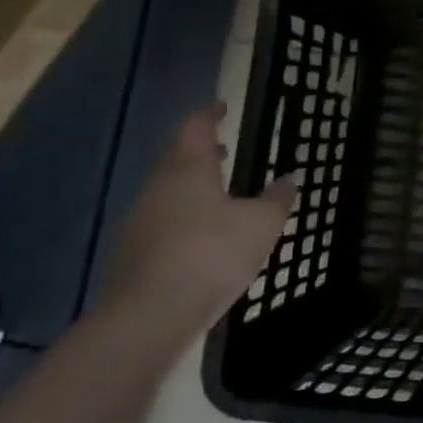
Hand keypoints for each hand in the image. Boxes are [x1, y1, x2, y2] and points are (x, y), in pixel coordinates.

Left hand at [105, 106, 297, 330]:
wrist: (150, 315)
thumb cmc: (212, 255)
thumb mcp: (261, 225)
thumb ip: (277, 199)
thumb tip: (289, 178)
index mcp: (189, 168)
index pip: (195, 127)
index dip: (209, 114)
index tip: (222, 107)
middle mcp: (159, 186)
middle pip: (177, 157)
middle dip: (201, 151)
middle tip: (225, 149)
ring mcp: (140, 220)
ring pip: (168, 190)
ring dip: (192, 185)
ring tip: (220, 193)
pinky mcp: (133, 252)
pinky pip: (162, 220)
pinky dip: (183, 215)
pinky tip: (202, 235)